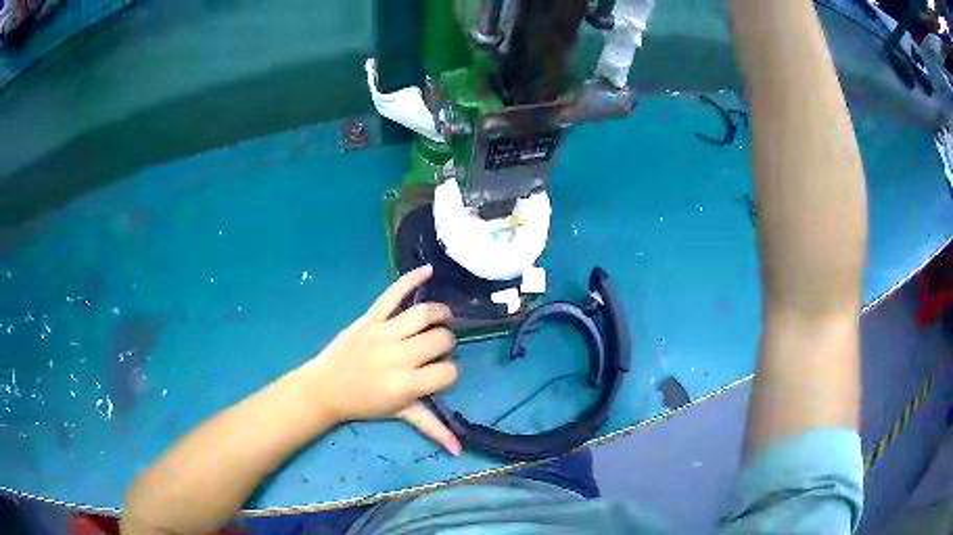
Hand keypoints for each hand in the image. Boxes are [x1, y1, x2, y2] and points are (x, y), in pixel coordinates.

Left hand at [303, 265, 461, 454]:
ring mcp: (384, 332)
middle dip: (446, 344)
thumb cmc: (364, 403)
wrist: (326, 387)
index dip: (449, 373)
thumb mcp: (400, 415)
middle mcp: (399, 355)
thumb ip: (432, 428)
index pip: (448, 371)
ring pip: (424, 314)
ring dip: (440, 314)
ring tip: (442, 319)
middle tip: (436, 350)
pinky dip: (410, 279)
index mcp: (407, 384)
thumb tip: (459, 450)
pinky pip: (392, 294)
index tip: (439, 375)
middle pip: (441, 340)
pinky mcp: (371, 317)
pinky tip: (428, 271)